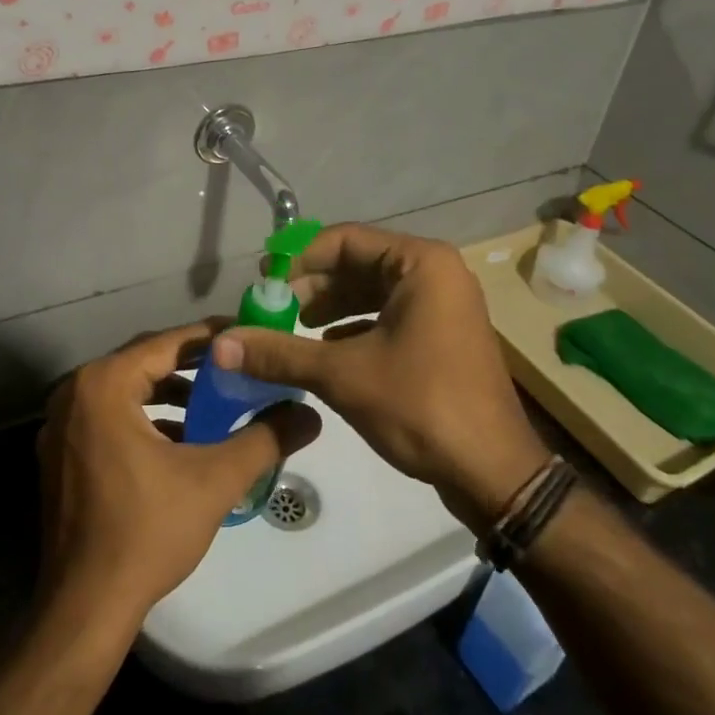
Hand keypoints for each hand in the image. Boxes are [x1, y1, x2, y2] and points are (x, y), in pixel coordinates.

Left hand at [36, 323, 322, 637]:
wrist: (84, 610)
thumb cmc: (146, 533)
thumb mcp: (215, 480)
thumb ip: (265, 438)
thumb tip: (310, 414)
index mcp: (103, 385)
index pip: (167, 342)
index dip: (212, 338)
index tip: (249, 335)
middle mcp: (74, 393)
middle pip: (145, 362)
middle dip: (194, 365)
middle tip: (238, 367)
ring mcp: (60, 425)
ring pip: (127, 390)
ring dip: (170, 393)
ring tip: (216, 403)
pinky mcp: (59, 454)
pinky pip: (110, 416)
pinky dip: (146, 418)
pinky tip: (181, 440)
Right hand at [209, 224, 547, 528]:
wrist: (494, 474)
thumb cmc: (421, 406)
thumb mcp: (343, 375)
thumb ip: (280, 353)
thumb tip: (219, 345)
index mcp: (421, 263)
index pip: (345, 240)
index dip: (298, 259)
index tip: (263, 283)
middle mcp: (436, 274)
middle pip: (359, 264)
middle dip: (312, 286)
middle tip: (272, 311)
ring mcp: (443, 306)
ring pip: (372, 293)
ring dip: (330, 309)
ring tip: (292, 330)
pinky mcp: (443, 336)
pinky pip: (389, 316)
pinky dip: (354, 329)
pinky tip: (326, 352)